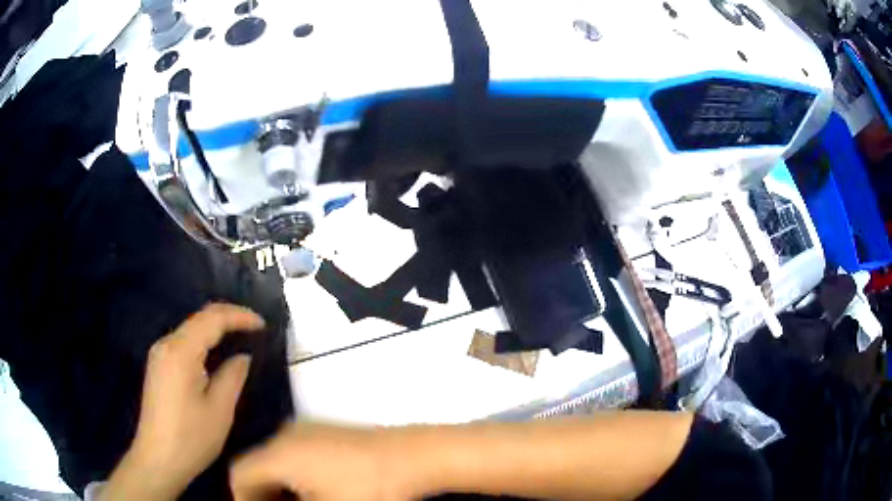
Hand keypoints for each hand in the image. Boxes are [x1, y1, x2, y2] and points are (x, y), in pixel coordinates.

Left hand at [102, 303, 265, 500]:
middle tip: (255, 327)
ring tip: (240, 336)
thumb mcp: (220, 410)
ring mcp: (159, 354)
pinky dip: (203, 340)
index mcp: (180, 351)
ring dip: (215, 327)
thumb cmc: (191, 438)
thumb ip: (233, 376)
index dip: (240, 317)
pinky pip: (183, 341)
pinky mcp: (158, 365)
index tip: (264, 325)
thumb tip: (242, 356)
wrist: (158, 459)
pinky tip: (215, 353)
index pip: (213, 319)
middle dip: (228, 317)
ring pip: (191, 328)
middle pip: (199, 318)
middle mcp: (166, 344)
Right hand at [230, 422, 420, 500]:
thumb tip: (272, 500)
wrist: (413, 457)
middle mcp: (286, 435)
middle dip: (262, 495)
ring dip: (279, 488)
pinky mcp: (326, 433)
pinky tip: (315, 493)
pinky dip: (295, 477)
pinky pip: (296, 455)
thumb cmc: (369, 489)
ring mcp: (308, 430)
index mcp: (279, 453)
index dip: (242, 499)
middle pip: (257, 467)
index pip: (239, 474)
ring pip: (277, 462)